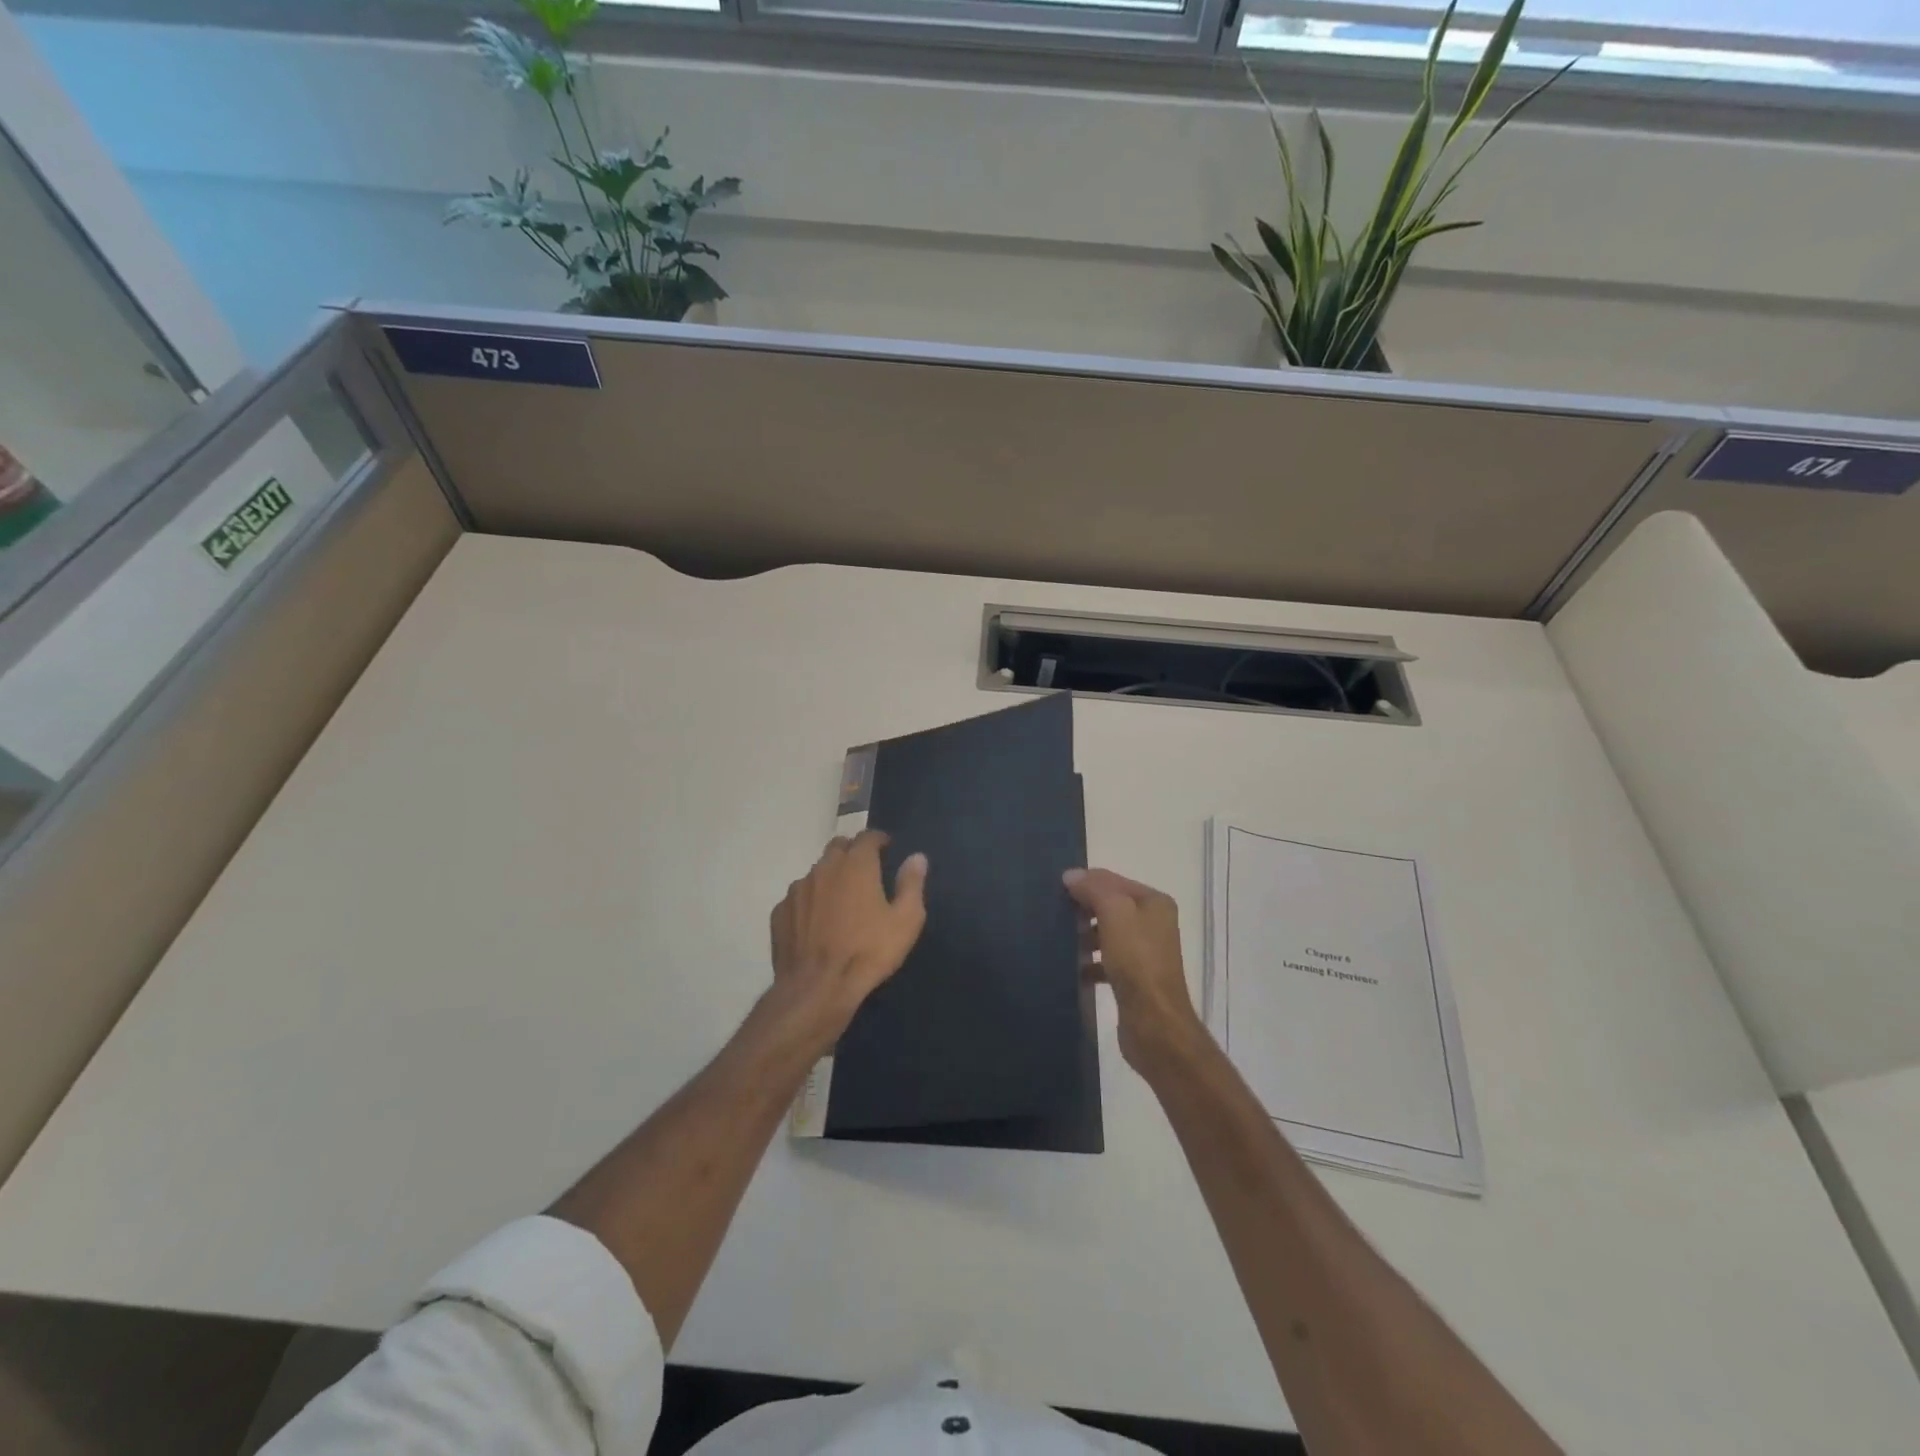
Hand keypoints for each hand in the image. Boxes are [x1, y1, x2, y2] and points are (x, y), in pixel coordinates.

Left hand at [769, 831, 928, 1041]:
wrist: (818, 988)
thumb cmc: (868, 952)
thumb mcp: (905, 920)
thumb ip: (911, 883)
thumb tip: (917, 857)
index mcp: (856, 864)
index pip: (867, 836)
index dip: (878, 840)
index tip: (887, 849)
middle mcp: (824, 867)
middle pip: (838, 847)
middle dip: (852, 852)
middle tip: (864, 871)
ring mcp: (798, 889)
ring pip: (816, 872)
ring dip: (830, 877)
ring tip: (840, 900)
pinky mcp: (780, 911)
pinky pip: (799, 897)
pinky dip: (810, 901)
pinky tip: (817, 922)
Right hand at [1064, 867, 1204, 1073]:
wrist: (1154, 1023)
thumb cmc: (1136, 961)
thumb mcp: (1115, 913)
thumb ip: (1094, 889)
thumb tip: (1071, 875)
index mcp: (1154, 903)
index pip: (1113, 880)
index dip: (1085, 882)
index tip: (1056, 891)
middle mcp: (1154, 923)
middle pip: (1111, 906)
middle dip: (1084, 909)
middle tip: (1055, 914)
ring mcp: (1146, 952)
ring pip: (1107, 933)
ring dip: (1085, 936)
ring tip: (1061, 940)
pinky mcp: (1135, 979)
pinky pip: (1107, 961)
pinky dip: (1090, 962)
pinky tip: (1073, 968)